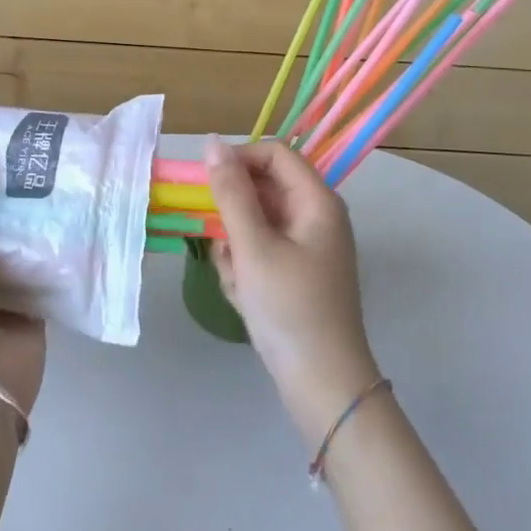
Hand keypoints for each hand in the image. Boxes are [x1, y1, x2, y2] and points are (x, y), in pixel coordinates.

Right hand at [205, 135, 382, 444]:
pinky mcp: (296, 274)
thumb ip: (231, 192)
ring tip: (239, 281)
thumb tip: (212, 142)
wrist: (323, 387)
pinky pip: (260, 252)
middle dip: (234, 217)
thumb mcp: (253, 247)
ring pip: (255, 224)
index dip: (239, 159)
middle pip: (262, 190)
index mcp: (316, 201)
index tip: (206, 184)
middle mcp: (315, 216)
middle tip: (224, 248)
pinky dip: (246, 269)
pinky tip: (245, 297)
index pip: (274, 153)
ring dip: (236, 248)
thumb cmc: (290, 309)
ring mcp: (307, 247)